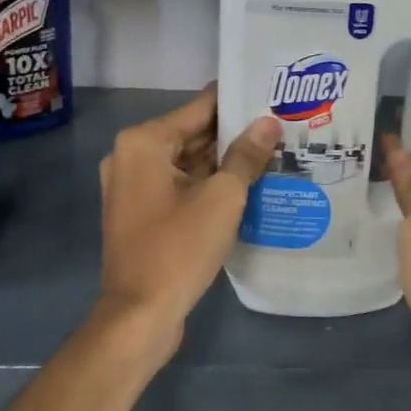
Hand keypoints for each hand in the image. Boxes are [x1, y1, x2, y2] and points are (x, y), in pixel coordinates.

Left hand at [97, 87, 280, 361]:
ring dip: (222, 161)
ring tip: (271, 152)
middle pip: (190, 134)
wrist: (140, 315)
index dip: (236, 102)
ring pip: (186, 162)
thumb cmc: (179, 248)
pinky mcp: (139, 212)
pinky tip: (244, 185)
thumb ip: (245, 155)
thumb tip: (268, 123)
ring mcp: (131, 186)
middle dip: (232, 134)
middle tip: (279, 127)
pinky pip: (178, 186)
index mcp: (144, 142)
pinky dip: (206, 184)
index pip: (198, 108)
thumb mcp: (222, 197)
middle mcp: (130, 156)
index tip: (270, 95)